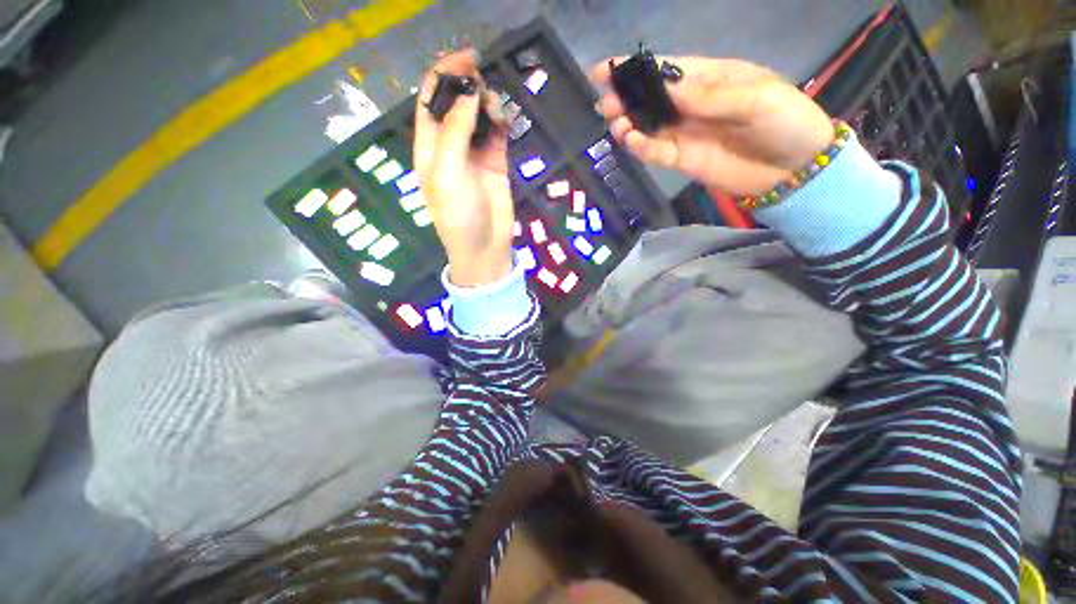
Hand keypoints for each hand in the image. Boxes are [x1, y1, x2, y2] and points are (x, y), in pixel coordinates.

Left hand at [414, 50, 513, 286]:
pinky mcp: (495, 162)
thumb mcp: (447, 172)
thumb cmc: (458, 214)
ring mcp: (474, 153)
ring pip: (479, 114)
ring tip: (497, 112)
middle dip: (468, 87)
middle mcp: (449, 144)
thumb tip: (468, 93)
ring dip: (487, 104)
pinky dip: (501, 121)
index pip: (430, 100)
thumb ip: (455, 131)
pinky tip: (505, 121)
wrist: (484, 246)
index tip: (465, 58)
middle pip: (456, 102)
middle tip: (484, 87)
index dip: (443, 74)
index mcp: (429, 145)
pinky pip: (497, 132)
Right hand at [592, 57, 833, 197]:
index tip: (604, 70)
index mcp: (709, 79)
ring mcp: (684, 133)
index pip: (666, 69)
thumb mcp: (756, 98)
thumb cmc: (785, 122)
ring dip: (628, 124)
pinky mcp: (682, 159)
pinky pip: (655, 152)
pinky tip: (632, 142)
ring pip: (647, 126)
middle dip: (625, 99)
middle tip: (605, 105)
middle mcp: (690, 105)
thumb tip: (668, 88)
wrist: (793, 169)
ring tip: (616, 124)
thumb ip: (710, 96)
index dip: (635, 69)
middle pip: (649, 99)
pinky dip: (641, 148)